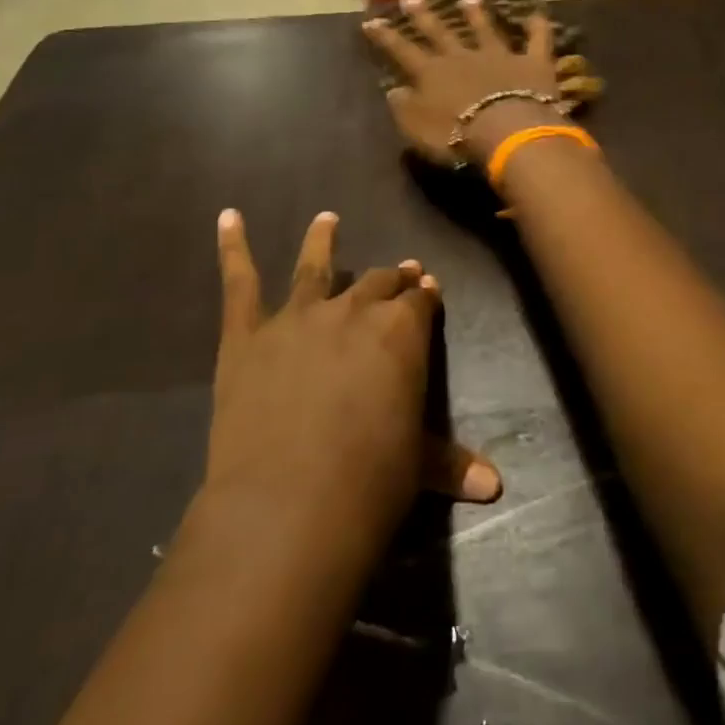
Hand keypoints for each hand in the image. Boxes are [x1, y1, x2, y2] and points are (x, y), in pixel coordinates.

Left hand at [205, 210, 500, 550]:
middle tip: (398, 272)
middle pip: (377, 282)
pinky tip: (228, 218)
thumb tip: (496, 485)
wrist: (287, 506)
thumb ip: (452, 462)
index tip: (428, 287)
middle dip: (391, 277)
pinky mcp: (247, 336)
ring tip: (326, 219)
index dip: (425, 295)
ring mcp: (298, 317)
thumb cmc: (369, 483)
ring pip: (314, 267)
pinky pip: (239, 283)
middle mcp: (354, 310)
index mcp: (402, 332)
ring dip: (322, 240)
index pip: (420, 301)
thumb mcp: (418, 466)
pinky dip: (232, 248)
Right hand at [365, 0, 565, 164]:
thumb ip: (405, 109)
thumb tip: (394, 91)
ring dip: (477, 14)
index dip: (386, 37)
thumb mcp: (417, 129)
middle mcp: (463, 56)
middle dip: (425, 16)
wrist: (506, 130)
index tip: (371, 22)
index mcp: (432, 73)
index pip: (403, 51)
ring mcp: (500, 55)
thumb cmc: (457, 135)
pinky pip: (537, 40)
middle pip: (441, 32)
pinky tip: (538, 14)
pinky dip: (538, 27)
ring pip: (485, 29)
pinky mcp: (532, 62)